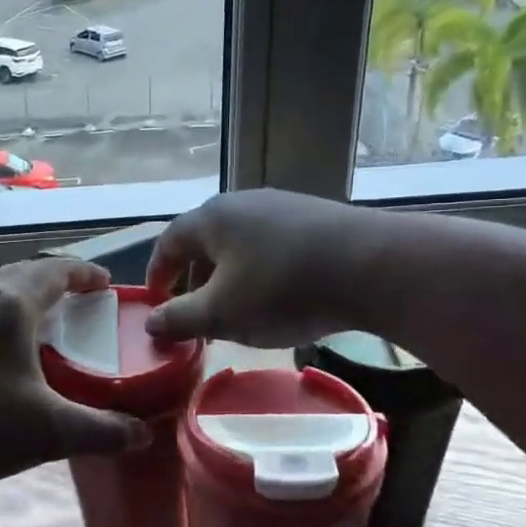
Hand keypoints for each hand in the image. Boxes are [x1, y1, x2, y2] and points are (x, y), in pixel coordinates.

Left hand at [0, 258, 149, 493]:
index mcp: (11, 304)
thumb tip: (142, 434)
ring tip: (38, 327)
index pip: (56, 271)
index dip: (85, 273)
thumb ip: (101, 431)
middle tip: (77, 302)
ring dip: (20, 301)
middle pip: (22, 275)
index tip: (106, 283)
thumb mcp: (48, 431)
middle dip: (54, 282)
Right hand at [145, 189, 379, 347]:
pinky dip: (261, 272)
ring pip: (240, 245)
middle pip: (205, 242)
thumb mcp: (223, 313)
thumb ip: (181, 319)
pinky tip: (279, 297)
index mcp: (211, 218)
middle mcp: (242, 203)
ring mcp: (282, 207)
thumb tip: (152, 323)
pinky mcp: (314, 218)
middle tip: (197, 316)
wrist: (372, 266)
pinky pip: (272, 246)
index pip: (169, 242)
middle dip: (195, 280)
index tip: (155, 303)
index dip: (157, 274)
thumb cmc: (282, 289)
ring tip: (238, 311)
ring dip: (229, 278)